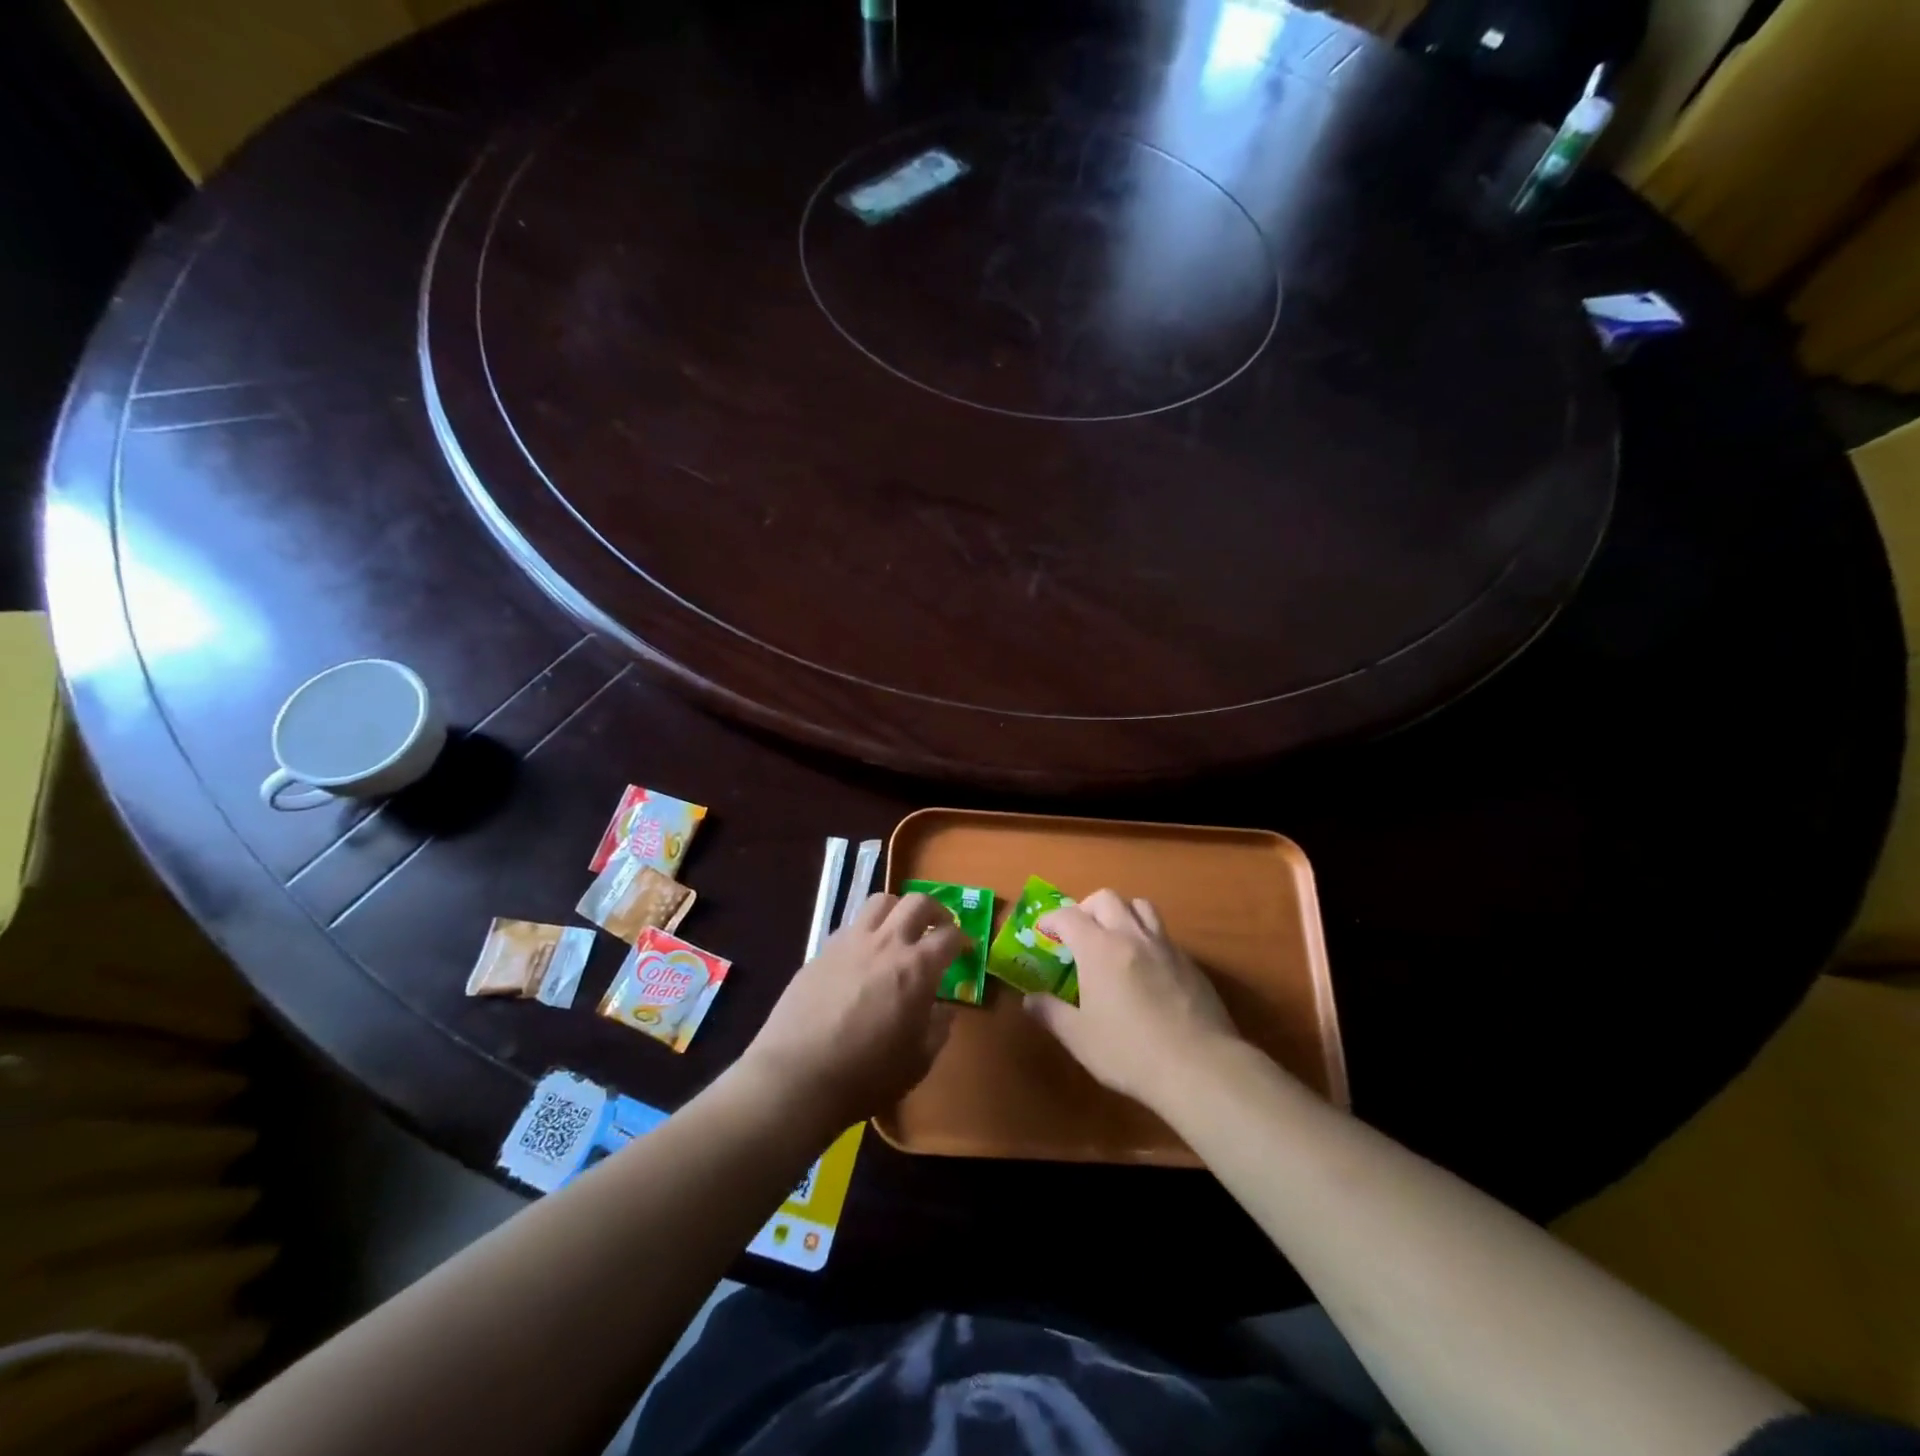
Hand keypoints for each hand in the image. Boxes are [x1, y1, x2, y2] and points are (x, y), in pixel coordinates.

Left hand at [740, 892, 966, 1129]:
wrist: (797, 1076)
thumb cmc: (867, 1074)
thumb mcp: (918, 1061)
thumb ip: (938, 1029)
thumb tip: (944, 1009)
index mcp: (916, 968)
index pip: (949, 936)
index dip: (962, 939)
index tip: (964, 949)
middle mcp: (886, 943)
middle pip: (917, 902)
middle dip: (935, 910)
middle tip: (938, 927)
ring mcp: (850, 942)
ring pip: (880, 902)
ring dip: (897, 910)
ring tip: (899, 930)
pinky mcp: (821, 951)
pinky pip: (850, 926)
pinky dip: (865, 931)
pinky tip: (862, 956)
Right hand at [1024, 889, 1239, 1108]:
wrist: (1199, 1067)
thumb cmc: (1130, 1051)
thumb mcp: (1080, 1038)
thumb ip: (1051, 1013)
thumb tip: (1030, 1000)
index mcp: (1099, 948)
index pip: (1069, 916)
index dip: (1052, 919)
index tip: (1043, 931)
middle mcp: (1132, 936)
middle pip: (1107, 898)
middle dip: (1087, 908)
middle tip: (1078, 932)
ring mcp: (1165, 947)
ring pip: (1141, 907)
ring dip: (1122, 913)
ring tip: (1114, 938)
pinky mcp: (1190, 964)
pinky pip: (1164, 936)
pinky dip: (1147, 939)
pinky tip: (1146, 969)